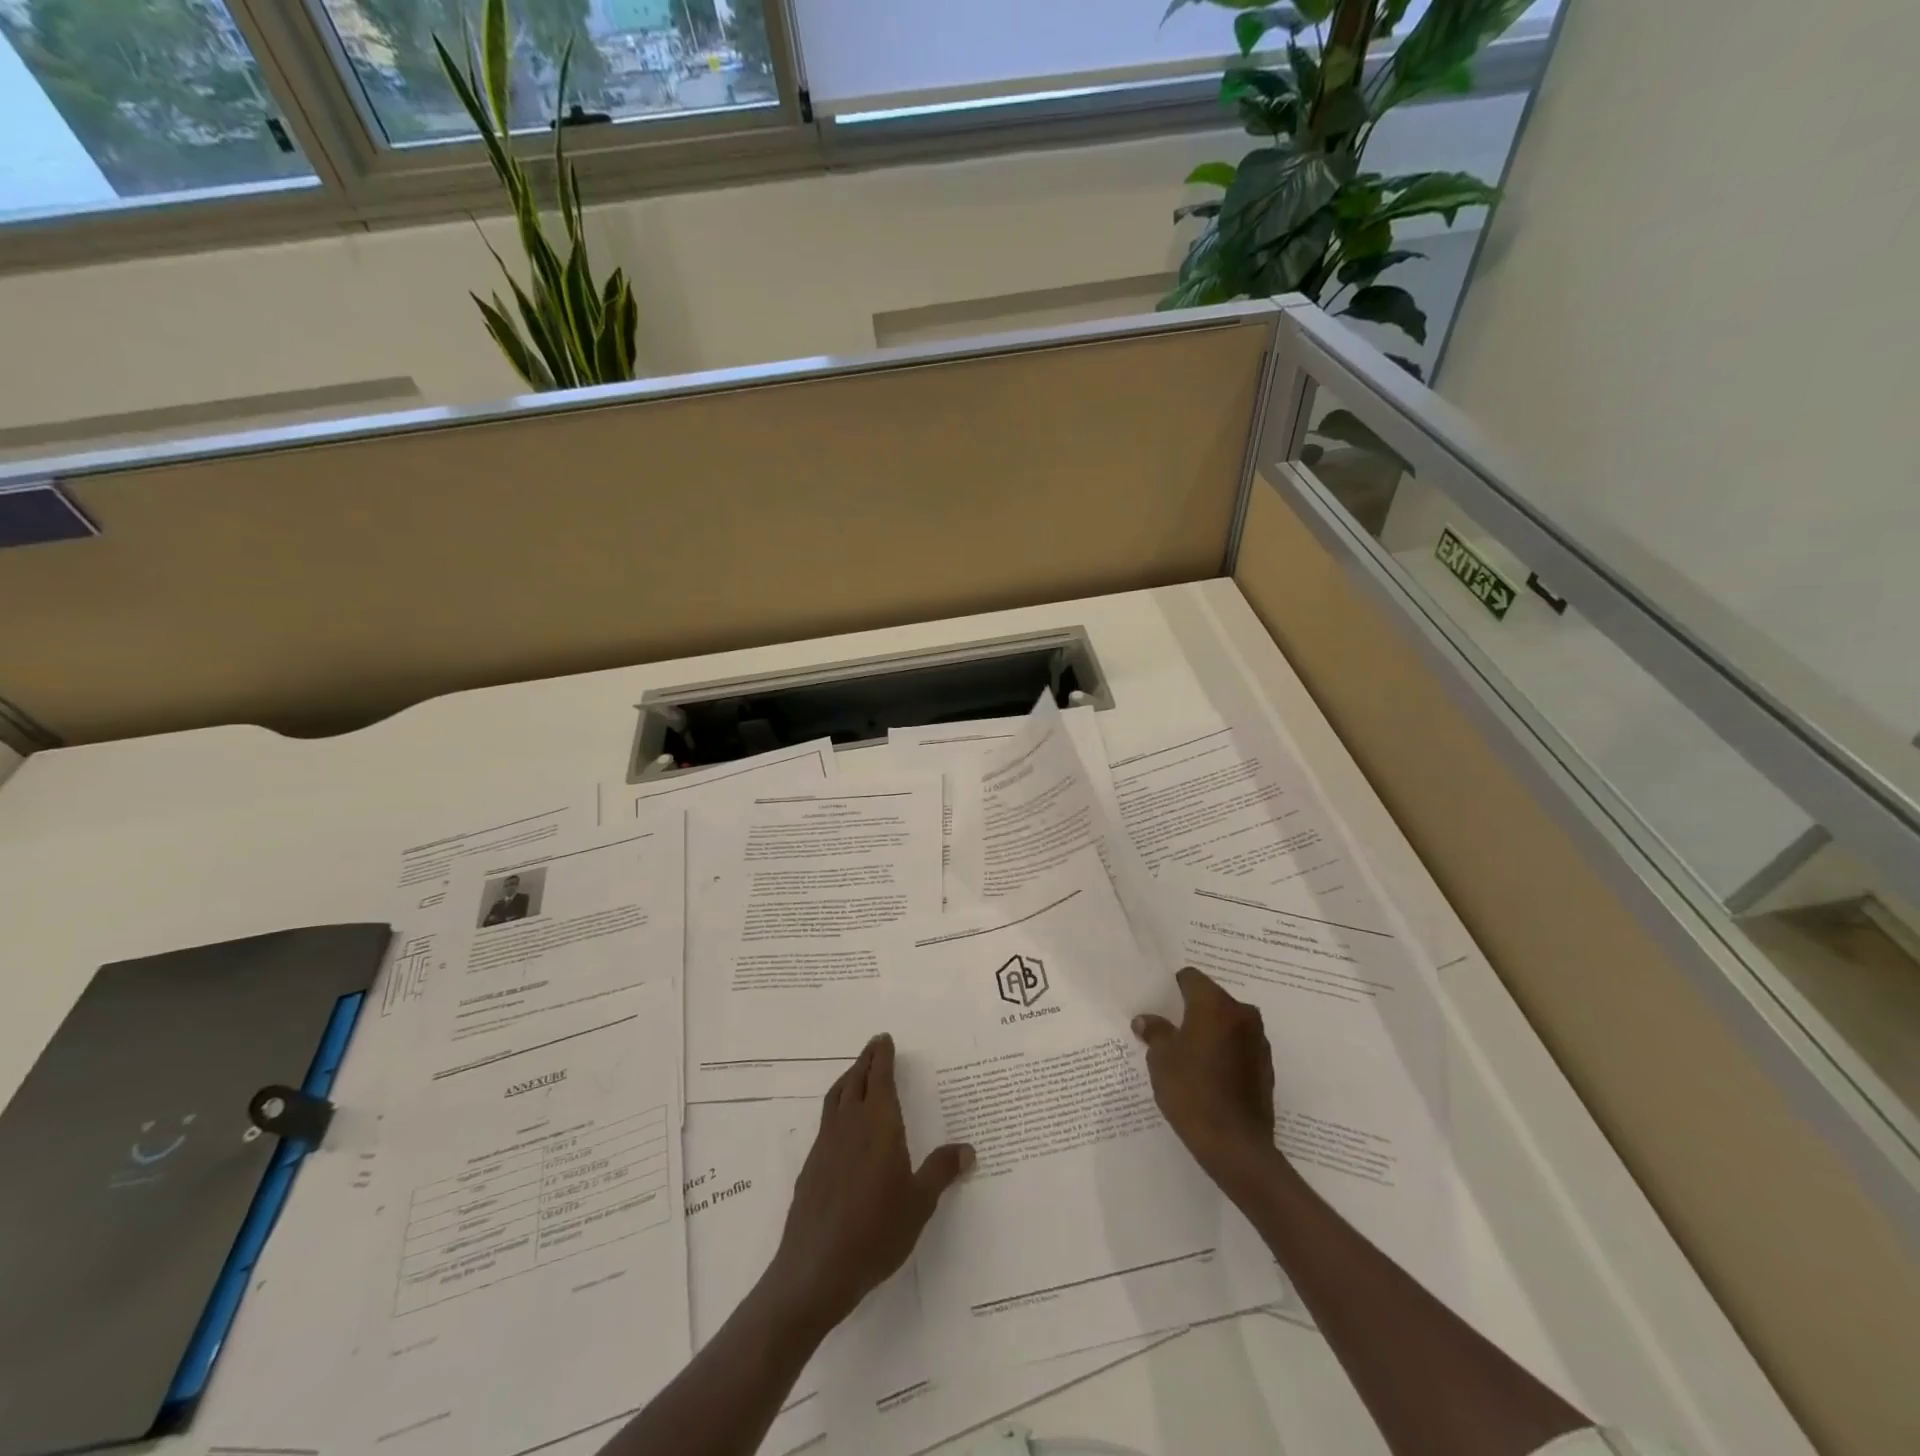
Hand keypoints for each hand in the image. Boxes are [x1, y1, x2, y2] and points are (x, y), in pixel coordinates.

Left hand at [767, 1034, 973, 1331]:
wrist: (816, 1269)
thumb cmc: (876, 1231)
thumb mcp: (919, 1203)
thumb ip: (940, 1171)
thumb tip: (967, 1149)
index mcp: (879, 1124)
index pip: (879, 1077)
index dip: (882, 1056)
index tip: (885, 1039)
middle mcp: (850, 1124)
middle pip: (855, 1080)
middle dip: (866, 1060)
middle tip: (875, 1046)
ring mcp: (826, 1144)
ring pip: (836, 1097)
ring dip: (848, 1079)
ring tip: (857, 1074)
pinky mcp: (811, 1165)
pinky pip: (827, 1121)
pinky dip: (837, 1107)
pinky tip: (843, 1126)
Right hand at [1134, 967, 1275, 1174]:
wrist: (1235, 1145)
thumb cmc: (1191, 1090)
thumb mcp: (1161, 1058)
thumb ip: (1155, 1032)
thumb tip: (1146, 1021)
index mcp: (1215, 1004)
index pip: (1191, 978)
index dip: (1173, 987)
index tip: (1160, 1001)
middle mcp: (1242, 1015)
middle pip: (1212, 999)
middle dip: (1193, 1010)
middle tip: (1171, 1027)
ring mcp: (1258, 1042)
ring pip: (1228, 1024)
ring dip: (1211, 1031)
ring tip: (1189, 1053)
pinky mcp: (1266, 1068)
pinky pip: (1239, 1047)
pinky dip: (1225, 1052)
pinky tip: (1209, 1074)